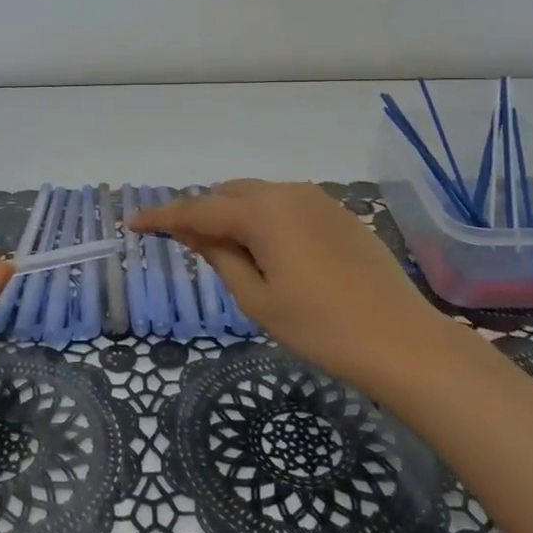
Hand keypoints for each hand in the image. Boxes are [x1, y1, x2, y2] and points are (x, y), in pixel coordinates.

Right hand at [129, 180, 442, 395]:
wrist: (400, 340)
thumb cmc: (320, 326)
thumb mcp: (257, 298)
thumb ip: (219, 256)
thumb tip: (191, 231)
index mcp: (261, 211)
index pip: (197, 209)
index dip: (161, 217)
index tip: (131, 222)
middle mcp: (287, 192)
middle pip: (227, 194)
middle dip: (200, 212)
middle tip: (178, 241)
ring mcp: (317, 199)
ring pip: (257, 195)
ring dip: (232, 213)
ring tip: (222, 248)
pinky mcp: (337, 212)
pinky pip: (285, 204)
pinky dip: (263, 217)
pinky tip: (266, 248)